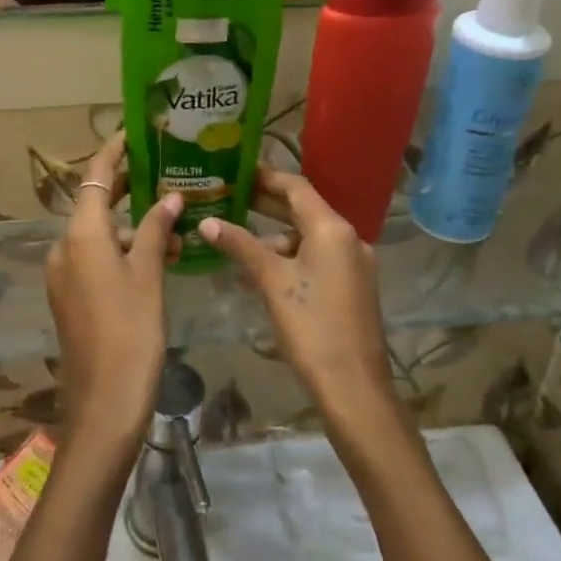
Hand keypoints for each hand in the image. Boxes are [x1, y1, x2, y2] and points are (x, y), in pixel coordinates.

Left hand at [44, 135, 181, 449]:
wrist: (103, 403)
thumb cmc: (130, 332)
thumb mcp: (148, 276)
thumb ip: (156, 230)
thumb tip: (169, 197)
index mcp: (81, 233)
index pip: (95, 175)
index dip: (113, 151)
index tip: (135, 132)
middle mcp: (65, 246)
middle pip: (95, 202)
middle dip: (127, 187)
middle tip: (163, 171)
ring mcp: (64, 272)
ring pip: (100, 233)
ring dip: (133, 225)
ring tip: (175, 223)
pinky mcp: (70, 296)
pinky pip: (96, 258)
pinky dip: (123, 250)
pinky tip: (158, 258)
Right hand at [196, 169, 392, 419]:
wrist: (354, 387)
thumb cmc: (311, 327)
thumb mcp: (272, 281)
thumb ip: (240, 245)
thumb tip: (206, 221)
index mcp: (332, 229)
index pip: (296, 187)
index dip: (265, 177)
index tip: (235, 173)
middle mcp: (348, 238)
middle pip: (303, 209)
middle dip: (266, 204)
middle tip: (228, 196)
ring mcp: (354, 263)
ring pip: (309, 235)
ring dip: (276, 233)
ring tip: (237, 236)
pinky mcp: (352, 285)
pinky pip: (318, 256)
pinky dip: (290, 255)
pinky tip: (262, 268)